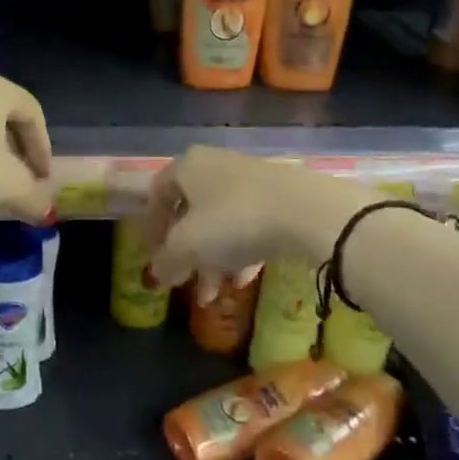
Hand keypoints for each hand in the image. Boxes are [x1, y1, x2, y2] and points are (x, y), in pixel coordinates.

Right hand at [138, 146, 366, 290]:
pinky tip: (245, 279)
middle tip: (185, 283)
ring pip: (221, 221)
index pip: (157, 193)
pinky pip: (249, 223)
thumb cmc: (234, 221)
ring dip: (213, 259)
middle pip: (191, 211)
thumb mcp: (188, 247)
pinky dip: (241, 251)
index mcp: (187, 166)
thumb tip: (155, 275)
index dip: (152, 228)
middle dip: (186, 254)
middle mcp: (215, 165)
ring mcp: (249, 178)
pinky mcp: (279, 194)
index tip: (155, 258)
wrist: (306, 211)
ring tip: (215, 294)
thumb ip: (165, 261)